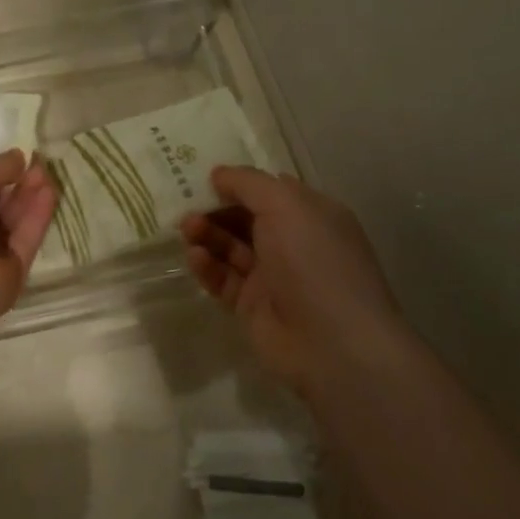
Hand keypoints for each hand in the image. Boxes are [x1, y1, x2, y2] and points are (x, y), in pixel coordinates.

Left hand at [0, 150, 55, 341]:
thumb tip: (20, 157)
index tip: (20, 159)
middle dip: (17, 185)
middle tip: (40, 164)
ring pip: (13, 224)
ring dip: (30, 198)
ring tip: (48, 173)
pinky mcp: (11, 275)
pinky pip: (25, 242)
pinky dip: (37, 218)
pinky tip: (49, 193)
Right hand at [181, 167, 402, 399]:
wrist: (333, 344)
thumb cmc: (314, 261)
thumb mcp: (284, 204)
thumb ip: (248, 183)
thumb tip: (219, 174)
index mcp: (310, 215)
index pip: (268, 190)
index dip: (237, 181)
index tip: (203, 175)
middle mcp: (293, 243)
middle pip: (245, 218)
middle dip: (215, 208)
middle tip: (186, 204)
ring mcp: (272, 277)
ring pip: (230, 248)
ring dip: (207, 234)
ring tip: (188, 230)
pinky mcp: (252, 306)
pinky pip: (223, 279)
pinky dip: (207, 266)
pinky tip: (195, 257)